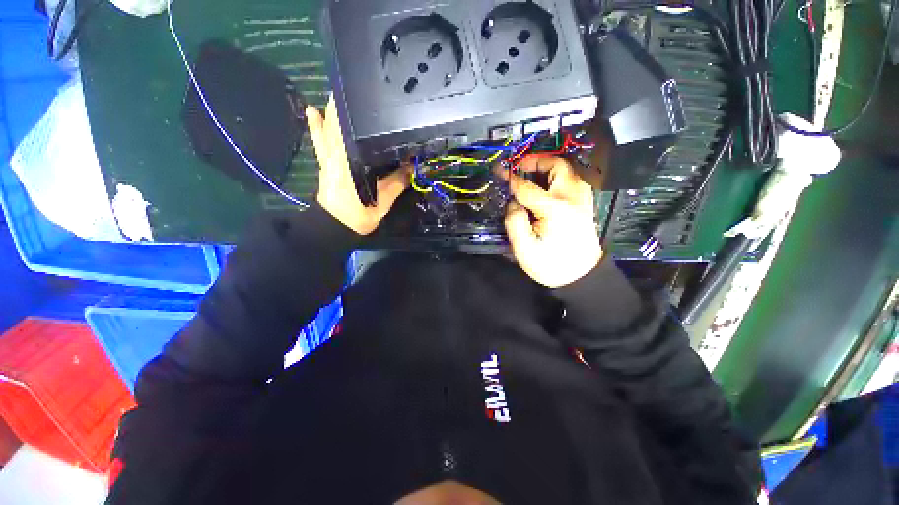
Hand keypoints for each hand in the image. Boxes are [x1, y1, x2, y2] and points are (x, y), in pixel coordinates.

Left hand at [306, 95, 409, 234]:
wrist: (336, 227)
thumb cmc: (358, 215)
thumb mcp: (382, 201)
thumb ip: (397, 182)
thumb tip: (413, 166)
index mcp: (348, 163)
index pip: (351, 131)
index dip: (354, 111)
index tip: (364, 92)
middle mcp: (335, 156)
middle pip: (337, 124)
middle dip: (343, 104)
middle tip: (354, 84)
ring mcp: (328, 159)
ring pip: (327, 129)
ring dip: (331, 110)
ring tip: (335, 89)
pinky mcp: (325, 164)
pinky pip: (320, 141)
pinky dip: (317, 126)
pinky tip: (312, 111)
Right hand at [504, 156, 602, 287]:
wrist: (581, 277)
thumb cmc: (551, 265)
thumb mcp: (524, 249)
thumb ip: (514, 222)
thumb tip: (513, 203)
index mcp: (555, 209)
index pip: (527, 187)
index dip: (511, 177)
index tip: (499, 170)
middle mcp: (572, 198)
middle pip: (557, 166)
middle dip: (535, 162)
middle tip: (519, 167)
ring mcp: (583, 199)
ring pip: (567, 170)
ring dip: (547, 168)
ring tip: (529, 176)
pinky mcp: (585, 204)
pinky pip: (571, 180)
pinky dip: (555, 177)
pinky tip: (544, 188)